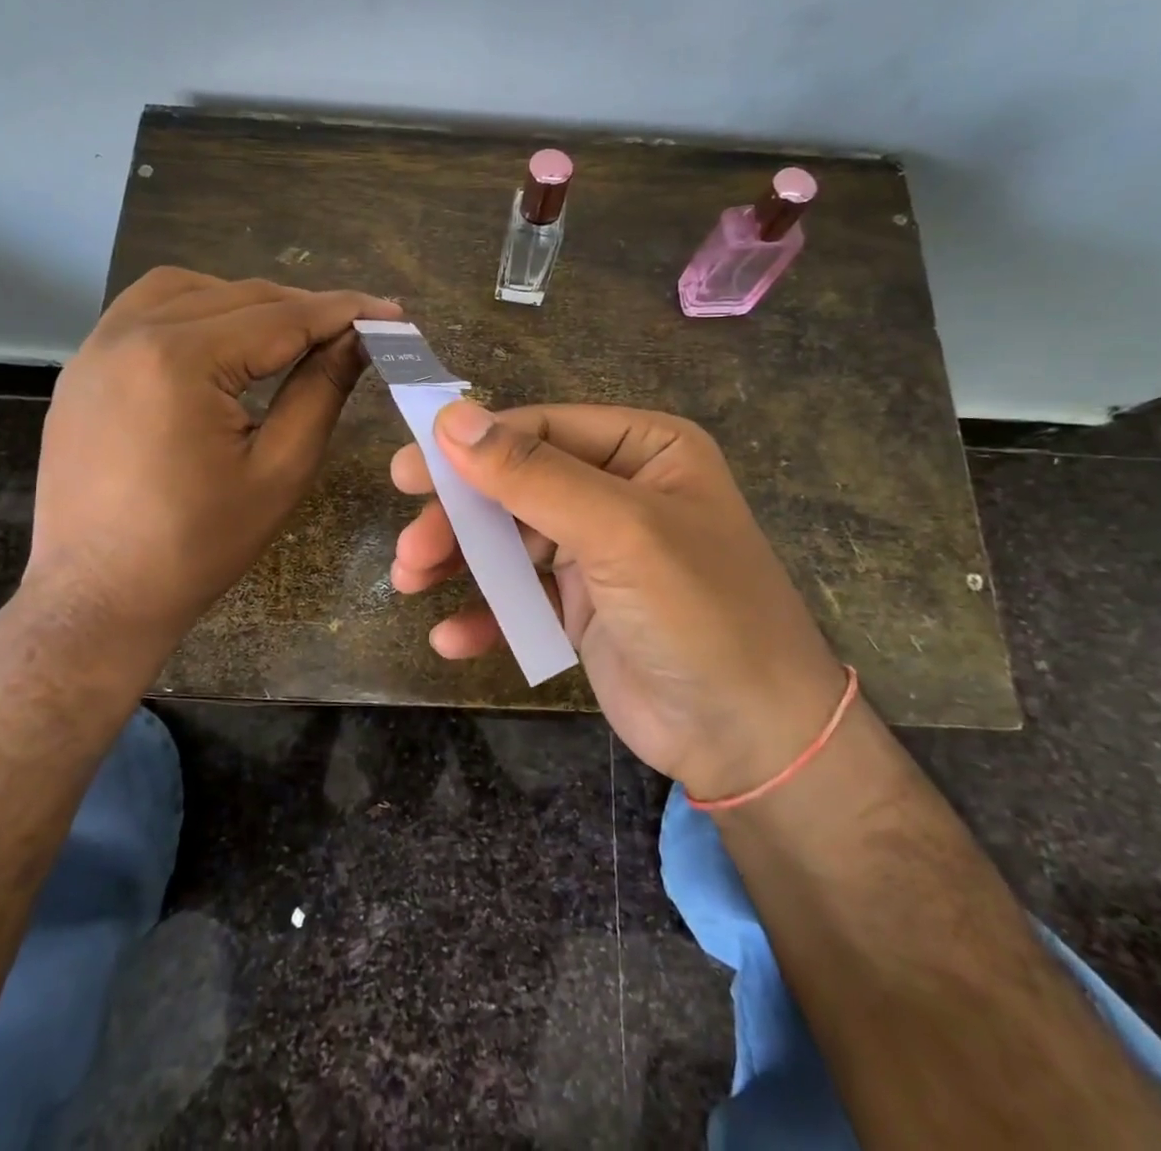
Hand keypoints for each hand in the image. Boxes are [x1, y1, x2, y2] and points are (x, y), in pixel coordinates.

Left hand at [28, 267, 400, 660]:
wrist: (98, 597)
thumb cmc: (197, 546)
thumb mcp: (279, 471)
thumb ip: (321, 392)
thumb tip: (358, 339)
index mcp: (180, 360)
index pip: (282, 318)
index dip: (344, 312)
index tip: (391, 311)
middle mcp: (131, 333)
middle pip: (238, 297)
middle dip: (302, 308)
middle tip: (353, 330)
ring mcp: (97, 346)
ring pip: (189, 290)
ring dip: (247, 303)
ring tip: (289, 335)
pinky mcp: (84, 366)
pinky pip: (146, 311)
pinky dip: (195, 311)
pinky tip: (222, 344)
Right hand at [391, 401, 848, 798]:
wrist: (751, 742)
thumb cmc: (698, 613)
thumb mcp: (617, 531)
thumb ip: (531, 474)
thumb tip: (450, 418)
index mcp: (642, 449)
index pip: (541, 429)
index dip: (472, 446)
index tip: (409, 472)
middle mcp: (618, 490)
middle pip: (516, 484)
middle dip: (461, 515)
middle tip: (410, 545)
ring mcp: (598, 550)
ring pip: (509, 539)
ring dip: (460, 560)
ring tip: (410, 581)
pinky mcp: (581, 606)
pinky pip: (521, 594)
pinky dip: (486, 612)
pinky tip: (453, 639)